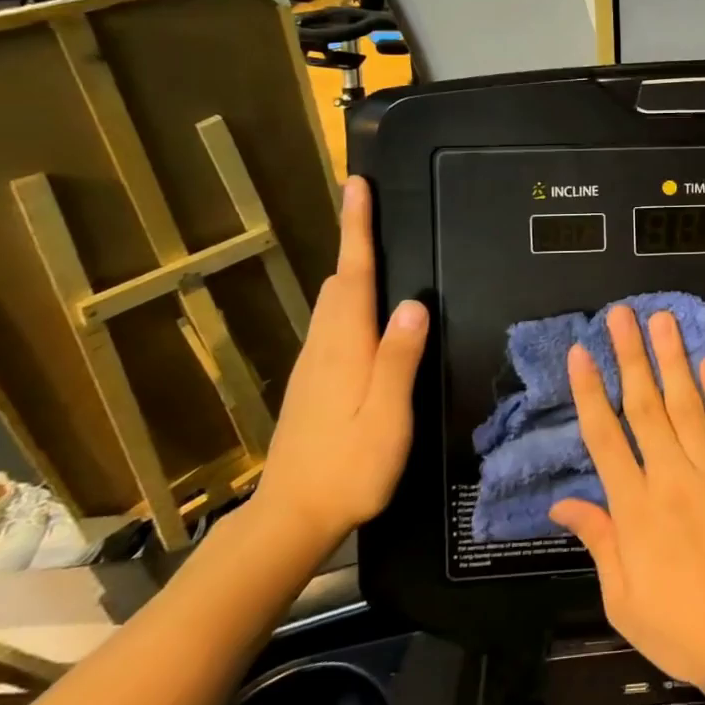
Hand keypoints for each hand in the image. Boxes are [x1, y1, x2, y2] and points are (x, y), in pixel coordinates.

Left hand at [250, 176, 427, 558]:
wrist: (291, 518)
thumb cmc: (349, 468)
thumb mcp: (387, 416)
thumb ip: (399, 359)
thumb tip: (413, 303)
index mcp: (346, 348)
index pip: (355, 274)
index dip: (357, 228)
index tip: (356, 186)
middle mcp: (325, 346)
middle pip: (340, 280)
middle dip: (353, 239)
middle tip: (369, 204)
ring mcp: (314, 365)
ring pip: (332, 301)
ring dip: (350, 266)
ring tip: (370, 244)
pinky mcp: (312, 383)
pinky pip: (332, 323)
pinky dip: (348, 298)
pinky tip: (363, 309)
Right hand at [551, 307, 704, 687]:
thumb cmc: (682, 629)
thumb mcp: (623, 599)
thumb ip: (598, 540)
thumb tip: (563, 503)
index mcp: (635, 509)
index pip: (605, 437)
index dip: (590, 392)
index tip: (580, 353)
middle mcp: (671, 479)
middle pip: (645, 407)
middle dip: (630, 356)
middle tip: (621, 315)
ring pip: (688, 405)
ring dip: (672, 359)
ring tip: (662, 320)